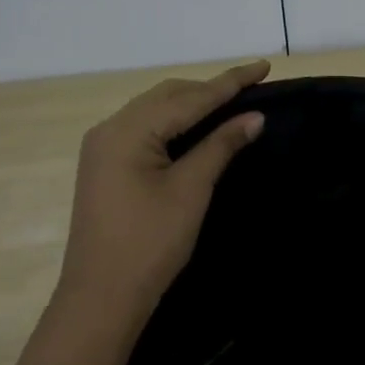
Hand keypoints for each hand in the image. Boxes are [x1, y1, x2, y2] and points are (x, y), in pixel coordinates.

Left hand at [55, 61, 269, 349]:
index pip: (189, 98)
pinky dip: (175, 124)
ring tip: (231, 103)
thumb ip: (221, 146)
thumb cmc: (150, 243)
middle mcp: (110, 129)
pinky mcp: (106, 166)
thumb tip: (254, 117)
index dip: (230, 82)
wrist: (101, 298)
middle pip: (168, 97)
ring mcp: (103, 148)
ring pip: (155, 111)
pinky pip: (145, 130)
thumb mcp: (190, 190)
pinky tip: (198, 128)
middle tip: (252, 88)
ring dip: (192, 105)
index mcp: (127, 130)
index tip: (263, 65)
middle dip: (210, 90)